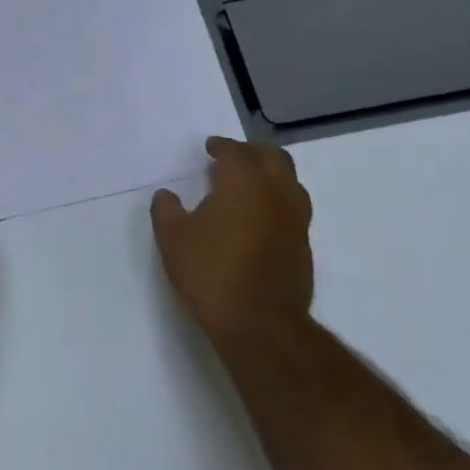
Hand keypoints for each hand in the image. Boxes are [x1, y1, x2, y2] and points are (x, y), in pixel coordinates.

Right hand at [151, 136, 313, 348]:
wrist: (259, 323)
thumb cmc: (210, 272)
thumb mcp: (172, 238)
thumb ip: (166, 209)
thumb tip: (167, 195)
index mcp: (244, 182)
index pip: (236, 152)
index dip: (221, 146)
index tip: (210, 148)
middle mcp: (276, 193)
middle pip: (273, 158)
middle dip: (252, 152)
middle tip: (231, 158)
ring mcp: (296, 220)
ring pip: (289, 181)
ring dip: (269, 174)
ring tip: (247, 184)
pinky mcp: (303, 245)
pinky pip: (293, 207)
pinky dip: (276, 199)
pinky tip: (258, 216)